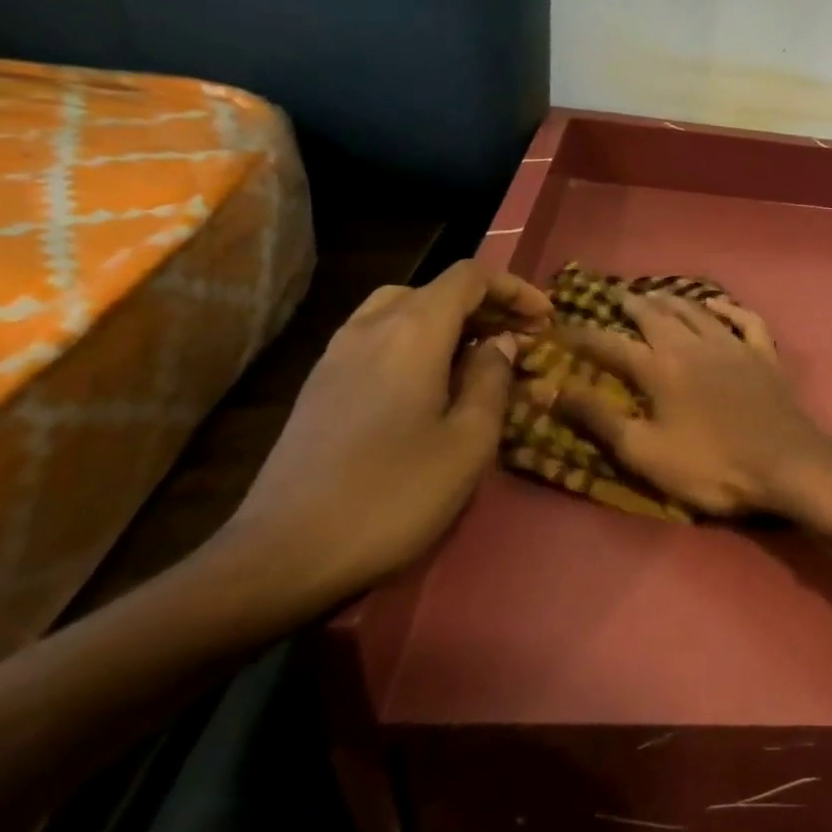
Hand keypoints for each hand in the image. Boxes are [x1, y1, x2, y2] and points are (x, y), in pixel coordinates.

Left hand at [212, 260, 550, 608]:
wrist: (285, 553)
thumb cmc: (395, 494)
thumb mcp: (469, 440)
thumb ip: (492, 379)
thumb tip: (500, 343)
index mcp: (412, 331)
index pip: (469, 278)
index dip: (514, 289)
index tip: (546, 319)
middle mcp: (371, 327)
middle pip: (436, 289)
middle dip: (486, 305)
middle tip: (521, 338)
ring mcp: (337, 354)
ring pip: (402, 309)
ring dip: (450, 320)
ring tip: (479, 354)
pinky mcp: (321, 384)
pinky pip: (378, 336)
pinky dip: (417, 339)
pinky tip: (432, 382)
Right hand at [552, 293, 831, 531]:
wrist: (785, 464)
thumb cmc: (711, 466)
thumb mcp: (645, 452)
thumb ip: (598, 419)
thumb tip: (550, 390)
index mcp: (660, 368)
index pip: (610, 344)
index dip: (581, 335)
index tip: (559, 328)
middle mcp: (693, 345)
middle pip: (655, 315)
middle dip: (630, 304)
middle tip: (614, 295)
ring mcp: (733, 345)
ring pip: (697, 311)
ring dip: (673, 300)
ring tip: (656, 294)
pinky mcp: (763, 354)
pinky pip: (745, 320)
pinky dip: (729, 309)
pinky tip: (718, 306)